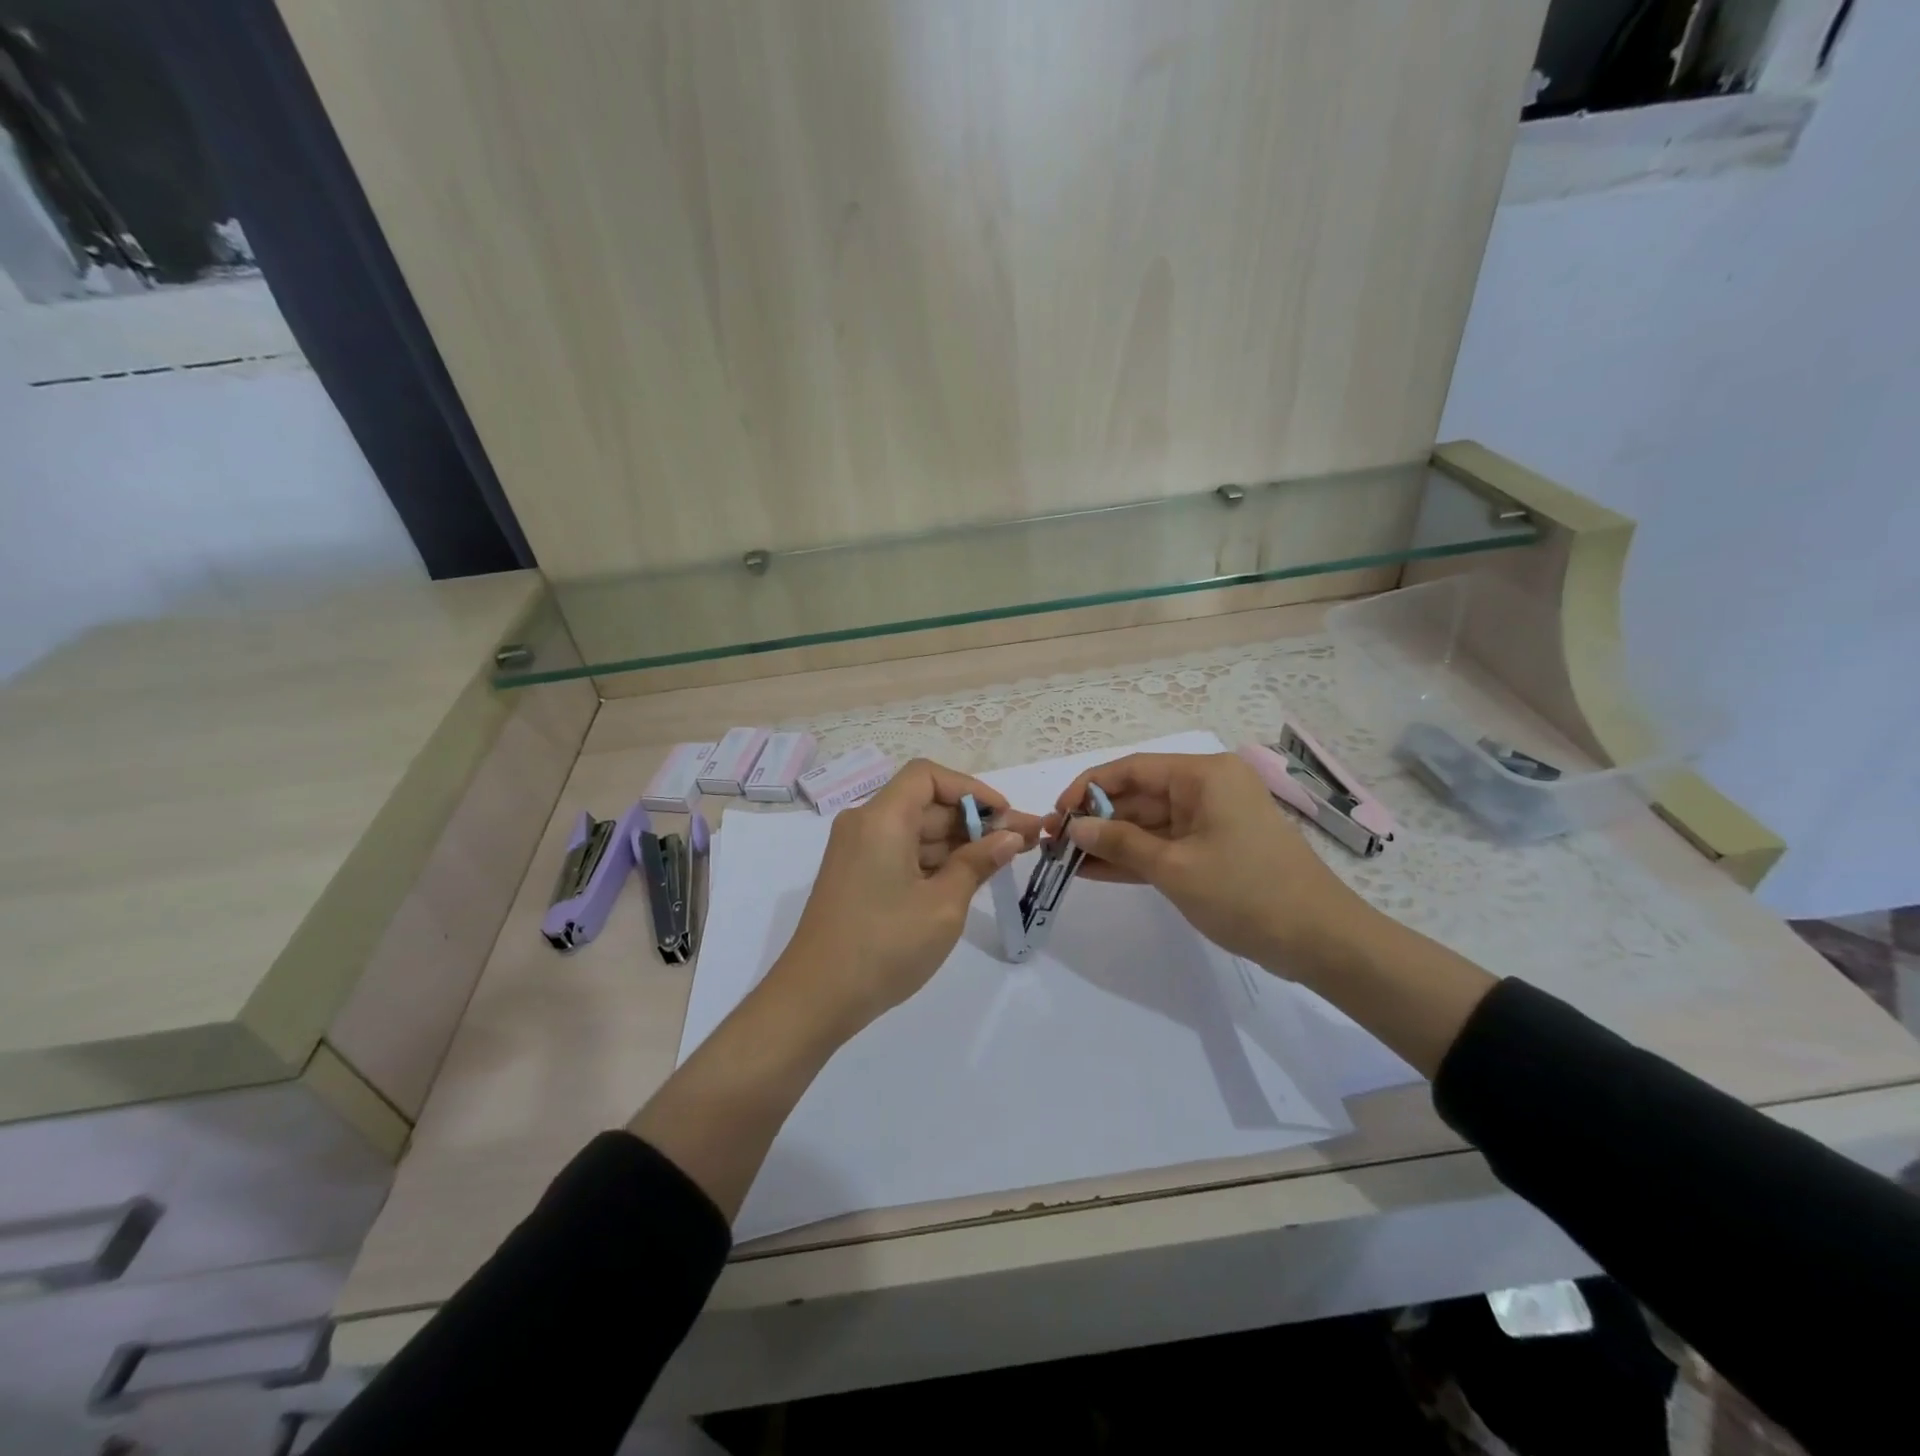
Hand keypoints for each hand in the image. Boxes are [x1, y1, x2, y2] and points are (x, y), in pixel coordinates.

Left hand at [772, 758, 1041, 1037]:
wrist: (816, 998)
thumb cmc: (884, 946)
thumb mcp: (943, 905)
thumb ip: (978, 863)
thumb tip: (1010, 836)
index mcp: (881, 819)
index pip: (928, 776)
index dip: (971, 790)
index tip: (1004, 815)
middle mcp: (865, 825)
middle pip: (926, 804)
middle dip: (975, 820)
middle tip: (1025, 840)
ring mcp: (858, 852)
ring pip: (917, 831)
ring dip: (959, 843)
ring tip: (1007, 860)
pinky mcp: (857, 877)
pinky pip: (902, 853)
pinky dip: (936, 861)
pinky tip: (970, 878)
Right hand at [1048, 751, 1376, 969]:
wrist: (1320, 941)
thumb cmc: (1246, 893)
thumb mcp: (1174, 868)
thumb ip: (1120, 842)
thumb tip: (1075, 826)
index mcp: (1203, 776)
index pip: (1131, 769)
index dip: (1088, 788)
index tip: (1056, 815)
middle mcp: (1206, 788)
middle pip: (1138, 796)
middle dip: (1096, 819)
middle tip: (1055, 844)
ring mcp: (1211, 821)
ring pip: (1148, 824)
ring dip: (1110, 842)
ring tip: (1065, 860)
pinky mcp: (1213, 850)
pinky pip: (1164, 846)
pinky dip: (1134, 858)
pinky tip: (1094, 871)